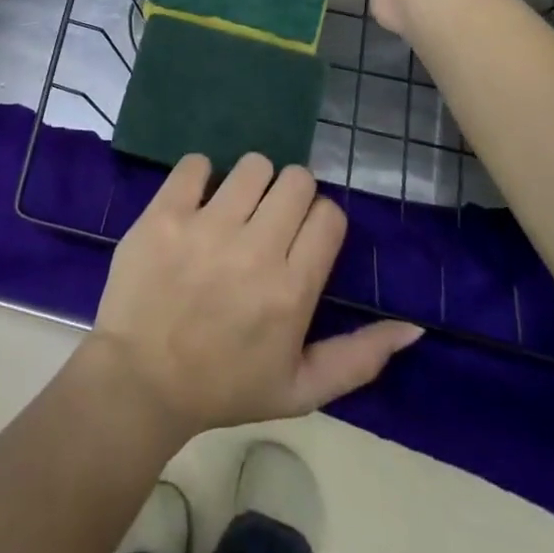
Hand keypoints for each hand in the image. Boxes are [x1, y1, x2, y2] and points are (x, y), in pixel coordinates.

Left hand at [91, 153, 422, 439]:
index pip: (328, 215)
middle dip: (290, 193)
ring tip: (234, 208)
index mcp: (291, 290)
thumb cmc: (224, 387)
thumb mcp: (300, 389)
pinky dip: (200, 175)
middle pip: (296, 179)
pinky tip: (196, 201)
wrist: (141, 381)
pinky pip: (196, 163)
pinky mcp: (165, 212)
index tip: (301, 237)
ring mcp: (206, 227)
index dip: (319, 220)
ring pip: (252, 165)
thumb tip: (412, 326)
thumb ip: (360, 358)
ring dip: (250, 182)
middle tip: (269, 219)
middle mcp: (255, 250)